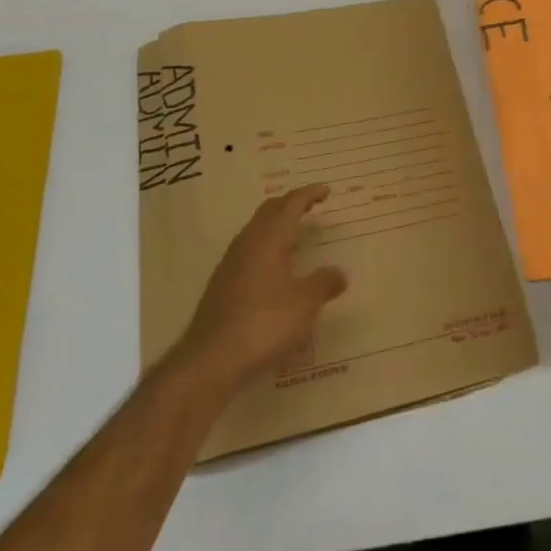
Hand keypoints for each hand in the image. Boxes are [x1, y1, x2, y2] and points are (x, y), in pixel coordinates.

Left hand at [177, 184, 347, 389]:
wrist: (211, 359)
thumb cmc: (263, 323)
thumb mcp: (304, 305)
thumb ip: (323, 284)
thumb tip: (340, 273)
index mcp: (268, 239)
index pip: (290, 204)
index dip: (309, 194)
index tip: (326, 191)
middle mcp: (247, 243)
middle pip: (269, 211)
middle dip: (290, 204)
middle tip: (311, 206)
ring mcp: (230, 264)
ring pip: (256, 231)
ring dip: (276, 226)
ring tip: (295, 235)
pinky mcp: (222, 285)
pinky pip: (249, 251)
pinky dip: (266, 247)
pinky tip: (275, 269)